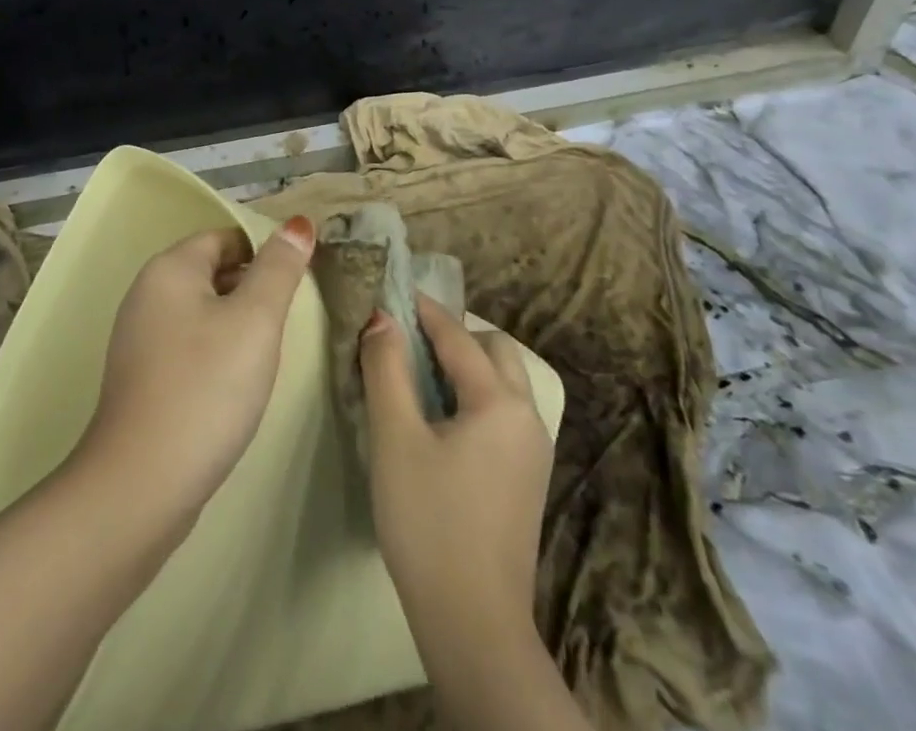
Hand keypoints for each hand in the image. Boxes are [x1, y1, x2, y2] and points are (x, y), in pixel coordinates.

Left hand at [74, 216, 316, 527]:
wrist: (142, 484)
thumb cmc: (206, 388)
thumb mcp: (255, 321)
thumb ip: (278, 269)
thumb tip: (297, 223)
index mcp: (170, 268)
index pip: (225, 238)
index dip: (265, 252)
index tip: (300, 282)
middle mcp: (147, 293)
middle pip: (211, 271)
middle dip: (253, 286)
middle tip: (292, 317)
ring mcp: (139, 337)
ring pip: (201, 310)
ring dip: (236, 321)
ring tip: (271, 350)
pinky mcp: (141, 376)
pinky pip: (188, 344)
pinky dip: (216, 350)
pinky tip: (237, 381)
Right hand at [361, 295, 552, 631]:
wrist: (474, 626)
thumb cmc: (428, 522)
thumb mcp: (395, 438)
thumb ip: (387, 369)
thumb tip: (382, 319)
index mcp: (500, 402)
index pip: (457, 336)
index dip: (422, 309)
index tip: (392, 289)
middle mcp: (528, 417)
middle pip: (494, 351)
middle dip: (454, 335)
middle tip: (407, 340)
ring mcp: (533, 451)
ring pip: (503, 382)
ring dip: (466, 365)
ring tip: (419, 375)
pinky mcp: (527, 478)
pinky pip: (503, 412)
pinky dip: (475, 395)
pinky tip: (441, 418)